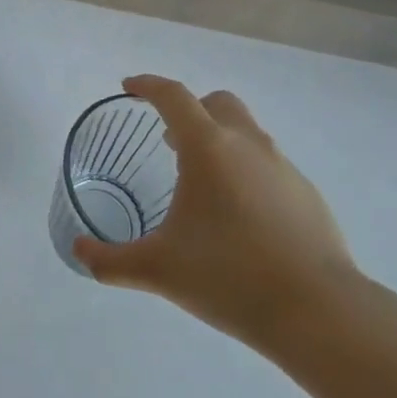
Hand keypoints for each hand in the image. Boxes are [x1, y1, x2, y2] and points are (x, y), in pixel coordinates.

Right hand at [73, 75, 362, 347]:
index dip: (147, 85)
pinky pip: (268, 165)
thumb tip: (77, 253)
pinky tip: (241, 217)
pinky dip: (247, 171)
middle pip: (216, 103)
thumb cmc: (230, 277)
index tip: (129, 88)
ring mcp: (283, 166)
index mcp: (208, 147)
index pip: (172, 96)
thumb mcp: (159, 269)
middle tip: (170, 140)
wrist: (319, 312)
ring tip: (203, 182)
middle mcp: (247, 144)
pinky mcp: (307, 193)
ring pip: (246, 132)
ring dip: (220, 140)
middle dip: (190, 110)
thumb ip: (110, 261)